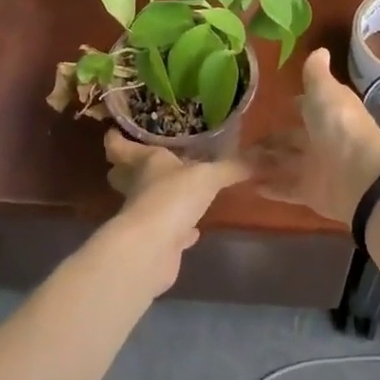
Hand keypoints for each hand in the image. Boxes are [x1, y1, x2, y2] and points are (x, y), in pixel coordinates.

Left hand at [96, 130, 250, 296]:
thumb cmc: (171, 198)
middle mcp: (139, 187)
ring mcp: (145, 216)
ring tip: (177, 189)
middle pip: (125, 175)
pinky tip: (194, 229)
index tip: (115, 129)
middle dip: (131, 168)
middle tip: (148, 157)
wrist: (152, 250)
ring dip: (158, 197)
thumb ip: (232, 167)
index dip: (116, 137)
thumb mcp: (208, 176)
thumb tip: (264, 157)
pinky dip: (180, 229)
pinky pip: (169, 230)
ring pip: (147, 202)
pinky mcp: (156, 242)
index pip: (120, 146)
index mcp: (145, 162)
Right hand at [253, 49, 379, 221]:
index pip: (307, 108)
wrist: (359, 173)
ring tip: (234, 163)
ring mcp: (317, 168)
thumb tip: (320, 50)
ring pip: (285, 164)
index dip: (292, 107)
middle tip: (239, 141)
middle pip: (292, 140)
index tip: (270, 107)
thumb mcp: (324, 90)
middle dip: (270, 140)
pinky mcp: (311, 194)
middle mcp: (323, 140)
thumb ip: (317, 74)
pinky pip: (286, 189)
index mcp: (328, 113)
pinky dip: (269, 187)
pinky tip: (247, 185)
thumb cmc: (338, 124)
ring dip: (262, 164)